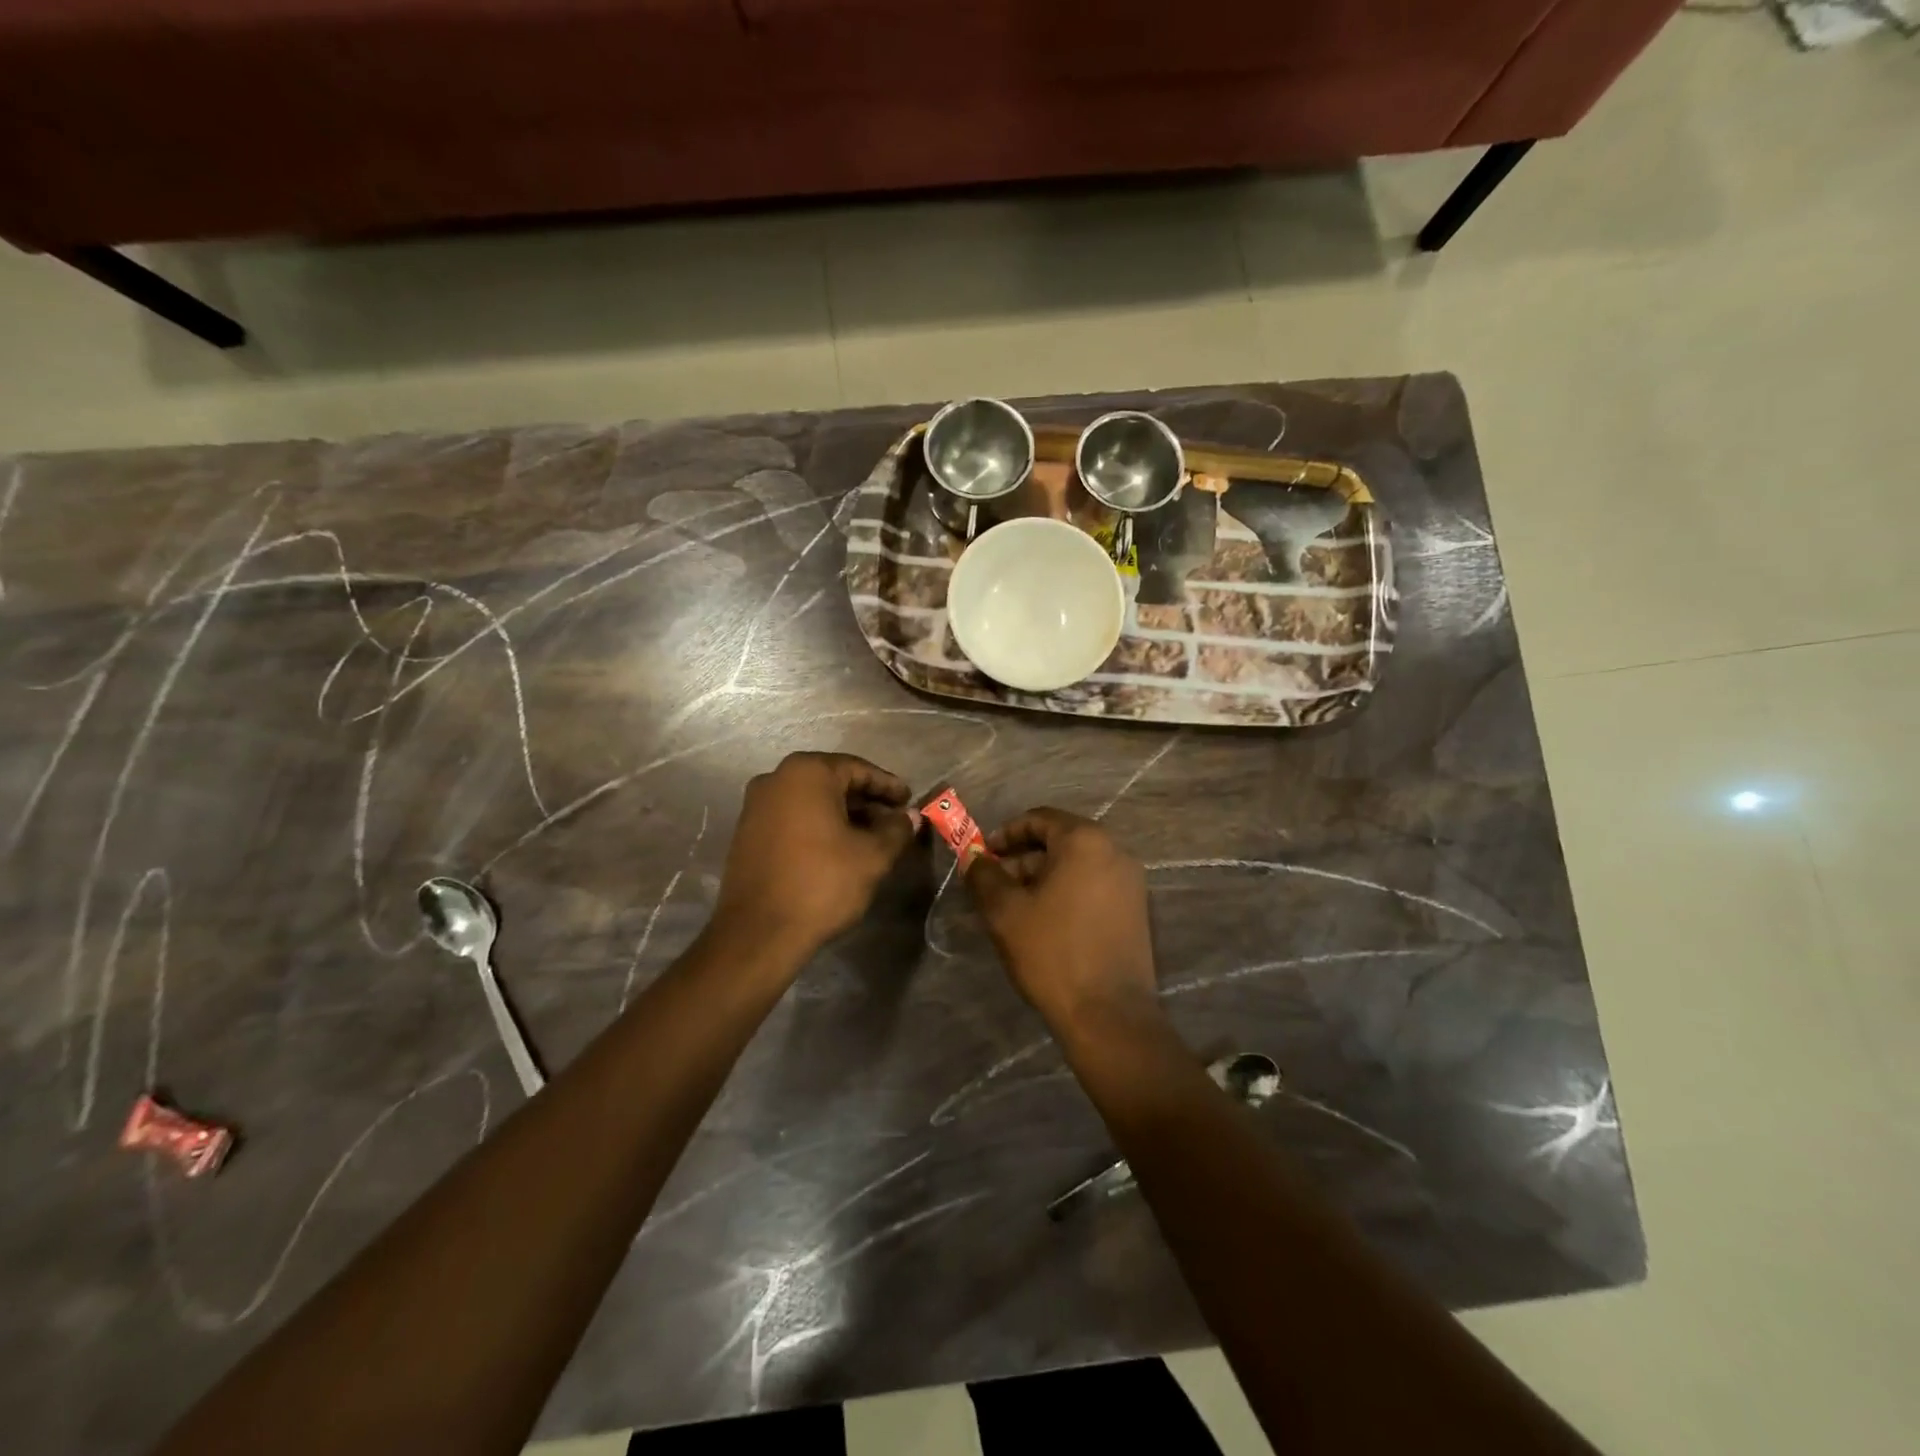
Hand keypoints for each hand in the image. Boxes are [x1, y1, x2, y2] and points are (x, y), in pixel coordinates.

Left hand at [714, 752, 915, 962]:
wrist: (759, 933)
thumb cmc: (821, 883)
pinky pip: (793, 817)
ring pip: (812, 800)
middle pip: (833, 781)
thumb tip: (909, 816)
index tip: (909, 802)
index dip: (888, 786)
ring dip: (843, 815)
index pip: (858, 769)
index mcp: (807, 773)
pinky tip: (840, 849)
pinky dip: (818, 826)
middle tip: (894, 821)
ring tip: (872, 838)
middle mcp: (776, 779)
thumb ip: (896, 829)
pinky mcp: (748, 832)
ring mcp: (756, 805)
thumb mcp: (872, 856)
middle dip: (866, 801)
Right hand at [964, 807, 1158, 1037]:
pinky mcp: (1136, 909)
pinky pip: (1094, 885)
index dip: (1005, 833)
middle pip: (1059, 840)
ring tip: (1016, 907)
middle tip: (994, 885)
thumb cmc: (1052, 953)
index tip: (983, 856)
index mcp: (1084, 841)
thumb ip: (983, 875)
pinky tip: (1046, 921)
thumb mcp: (1004, 911)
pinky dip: (1067, 891)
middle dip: (1023, 858)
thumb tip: (973, 858)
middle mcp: (1114, 851)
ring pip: (1077, 865)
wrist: (1109, 1015)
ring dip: (1043, 877)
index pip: (1038, 818)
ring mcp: (1130, 881)